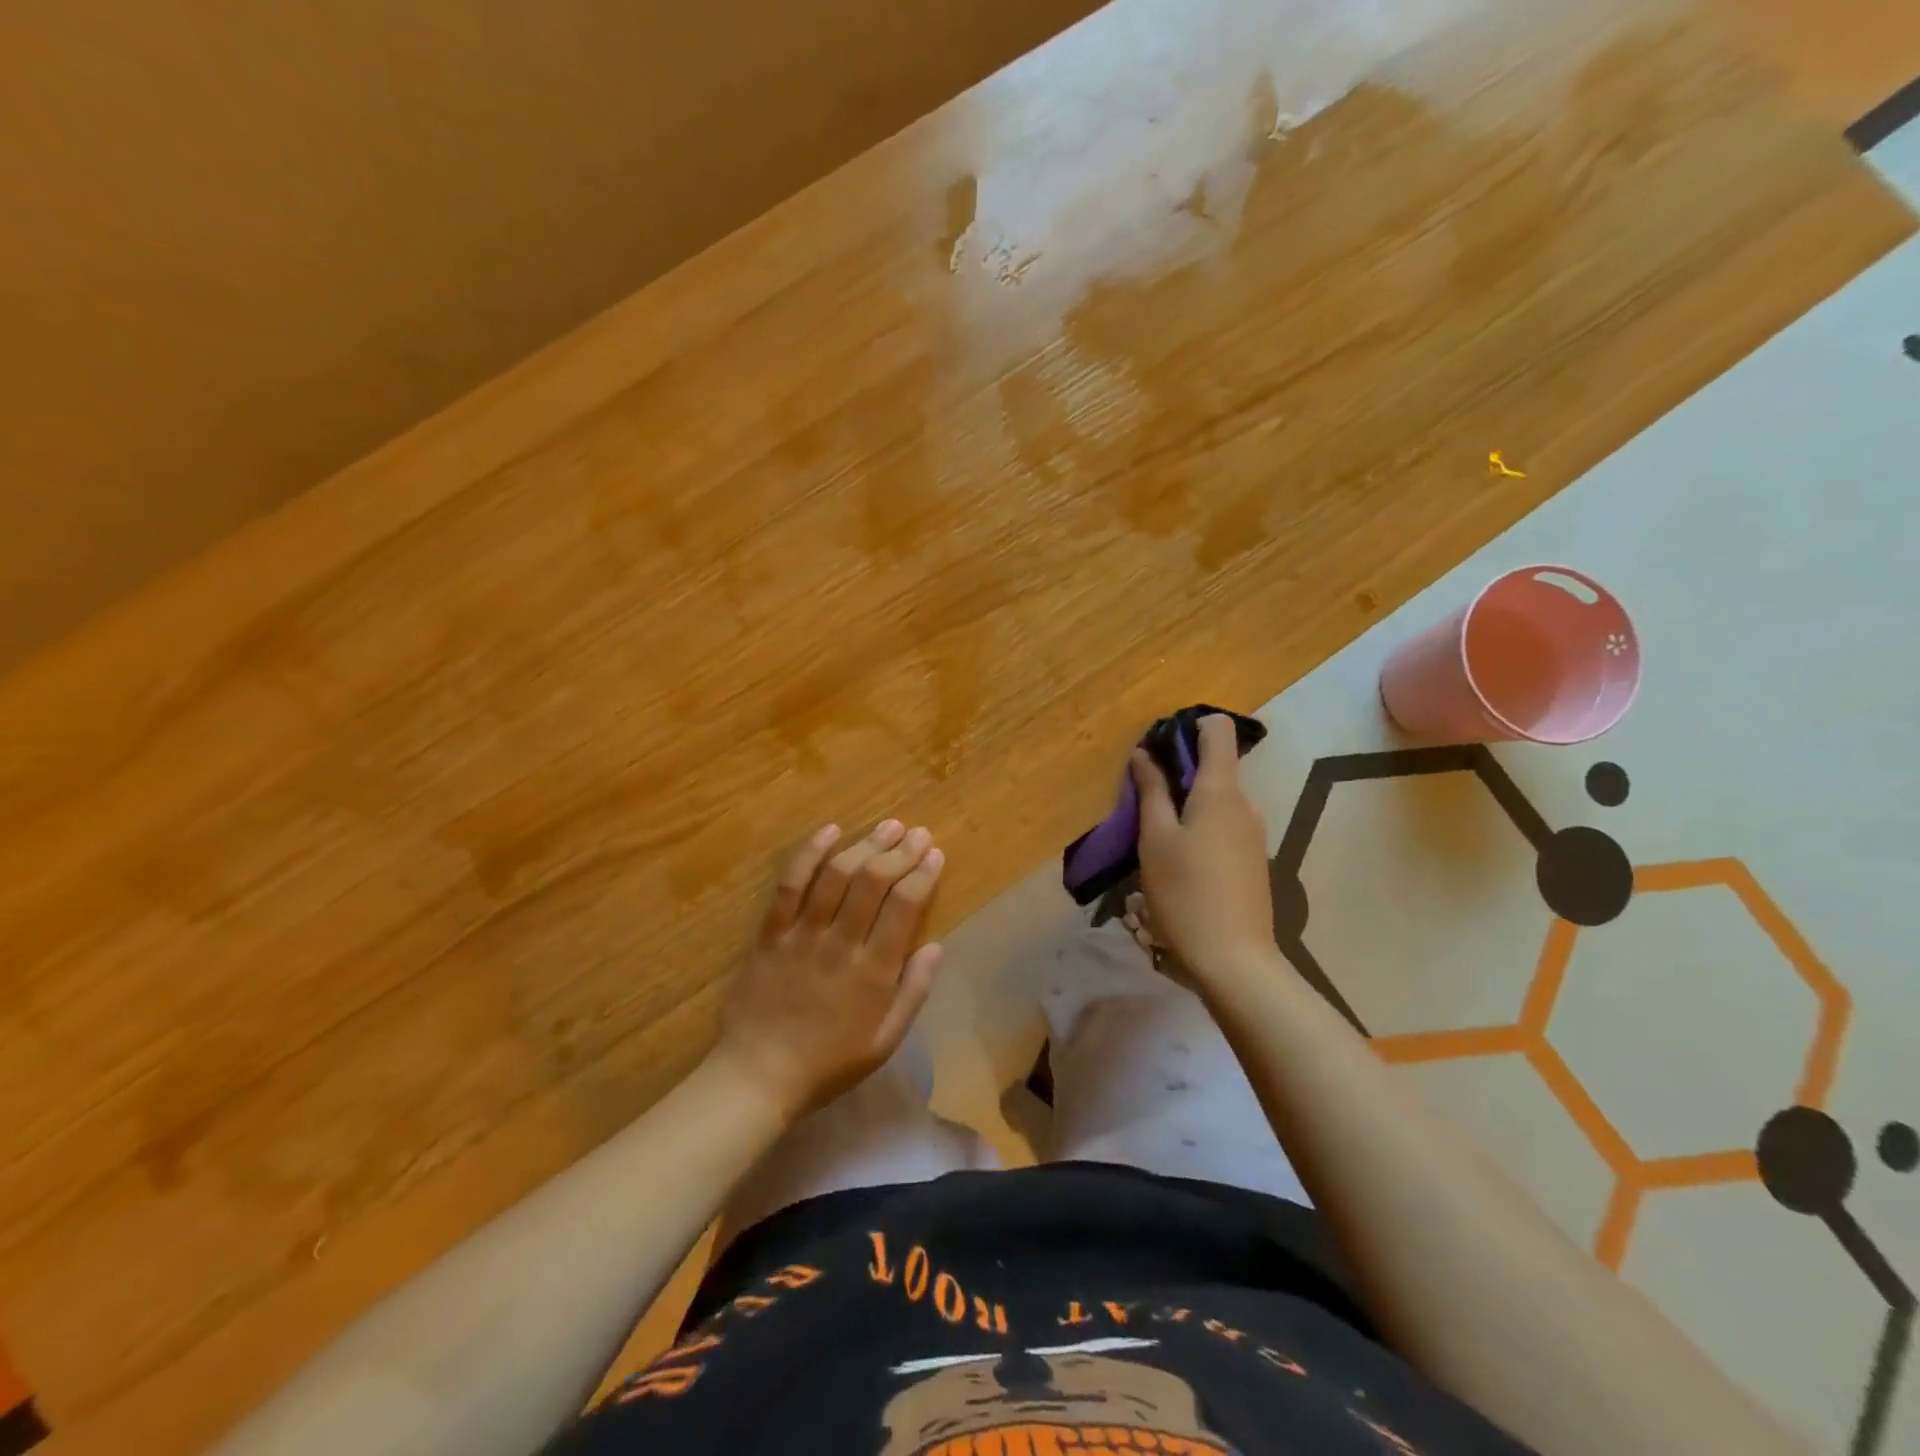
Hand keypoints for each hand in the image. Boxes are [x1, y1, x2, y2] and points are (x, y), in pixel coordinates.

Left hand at [711, 819, 944, 1120]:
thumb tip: (935, 946)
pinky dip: (809, 854)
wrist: (758, 1076)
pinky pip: (789, 885)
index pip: (904, 905)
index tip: (935, 854)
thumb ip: (913, 992)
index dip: (923, 874)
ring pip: (836, 875)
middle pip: (873, 881)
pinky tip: (829, 831)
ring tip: (887, 826)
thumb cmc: (828, 1063)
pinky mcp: (770, 932)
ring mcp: (802, 934)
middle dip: (900, 851)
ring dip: (864, 845)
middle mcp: (840, 943)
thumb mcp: (885, 1041)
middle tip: (917, 833)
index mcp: (873, 971)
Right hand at [1132, 714, 1275, 990]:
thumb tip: (1145, 754)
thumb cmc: (1185, 892)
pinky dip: (1199, 827)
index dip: (1190, 727)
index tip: (1159, 748)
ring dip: (1185, 805)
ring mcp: (1253, 833)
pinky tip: (1178, 862)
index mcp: (1221, 790)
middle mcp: (1244, 803)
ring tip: (1154, 837)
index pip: (1218, 730)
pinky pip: (1223, 825)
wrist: (1234, 959)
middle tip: (1142, 800)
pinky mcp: (1253, 859)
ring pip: (1216, 799)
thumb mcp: (1155, 839)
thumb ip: (1151, 791)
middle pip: (1214, 766)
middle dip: (1178, 773)